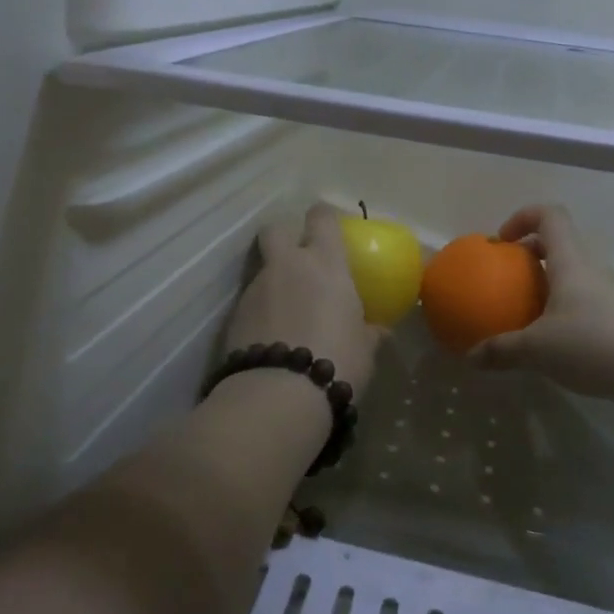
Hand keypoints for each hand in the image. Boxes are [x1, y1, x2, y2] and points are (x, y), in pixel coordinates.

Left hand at [225, 202, 380, 394]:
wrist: (278, 395)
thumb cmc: (337, 362)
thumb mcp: (365, 349)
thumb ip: (369, 331)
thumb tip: (379, 330)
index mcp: (325, 263)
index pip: (322, 218)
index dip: (324, 218)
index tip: (329, 227)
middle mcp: (287, 266)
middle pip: (276, 229)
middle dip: (285, 236)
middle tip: (298, 257)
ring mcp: (256, 288)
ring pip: (263, 269)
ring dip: (274, 281)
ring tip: (288, 311)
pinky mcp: (234, 316)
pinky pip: (251, 302)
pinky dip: (261, 312)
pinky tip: (272, 336)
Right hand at [467, 204, 613, 403]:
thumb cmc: (593, 345)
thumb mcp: (537, 350)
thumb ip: (501, 351)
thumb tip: (470, 357)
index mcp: (570, 261)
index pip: (549, 215)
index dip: (522, 217)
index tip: (502, 242)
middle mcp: (591, 268)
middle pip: (560, 243)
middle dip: (530, 254)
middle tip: (508, 279)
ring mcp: (610, 292)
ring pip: (573, 273)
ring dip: (548, 283)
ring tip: (528, 312)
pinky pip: (585, 300)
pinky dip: (565, 308)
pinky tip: (554, 341)